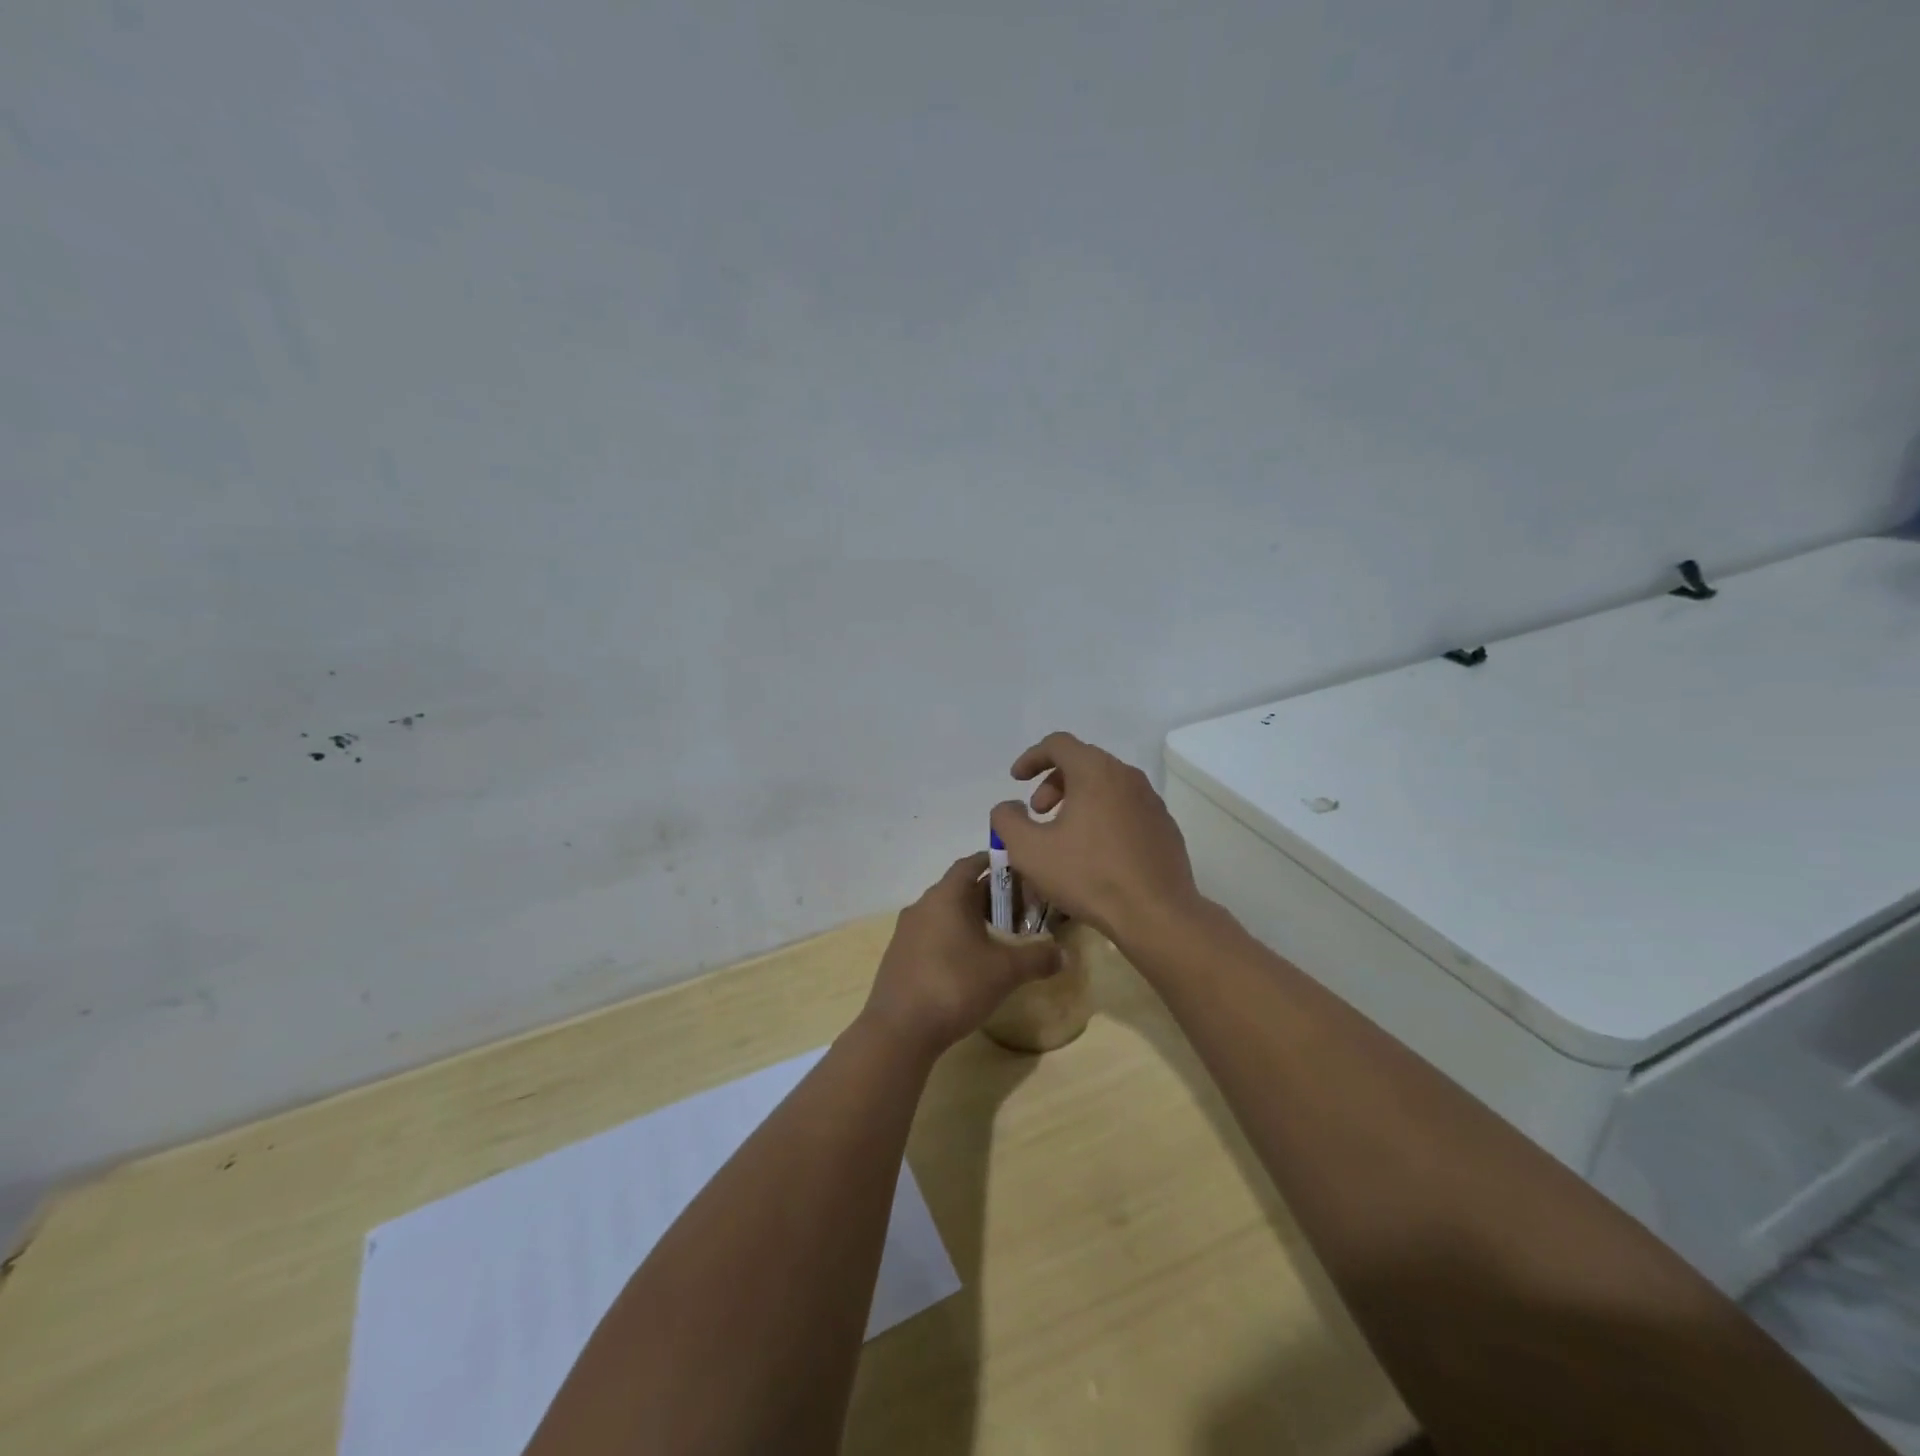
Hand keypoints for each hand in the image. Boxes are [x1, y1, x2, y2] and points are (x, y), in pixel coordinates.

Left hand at [860, 852, 1060, 1055]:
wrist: (899, 1030)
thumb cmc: (955, 985)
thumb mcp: (1005, 971)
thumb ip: (1037, 958)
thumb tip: (1064, 954)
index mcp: (946, 896)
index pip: (970, 864)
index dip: (993, 862)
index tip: (1016, 869)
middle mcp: (922, 906)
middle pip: (958, 890)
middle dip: (988, 897)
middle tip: (1018, 911)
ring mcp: (906, 933)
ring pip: (944, 915)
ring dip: (969, 921)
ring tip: (997, 940)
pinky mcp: (899, 958)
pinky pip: (931, 937)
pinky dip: (952, 941)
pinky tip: (968, 966)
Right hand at [989, 732, 1203, 945]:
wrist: (1157, 914)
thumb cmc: (1089, 876)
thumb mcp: (1029, 851)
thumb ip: (1007, 820)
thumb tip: (1008, 806)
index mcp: (1095, 772)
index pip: (1058, 744)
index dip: (1031, 757)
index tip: (1016, 780)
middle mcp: (1127, 776)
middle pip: (1083, 762)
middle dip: (1052, 782)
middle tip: (1037, 813)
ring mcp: (1151, 801)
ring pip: (1106, 786)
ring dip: (1078, 800)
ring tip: (1063, 834)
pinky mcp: (1164, 826)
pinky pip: (1125, 808)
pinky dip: (1102, 816)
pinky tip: (1095, 852)